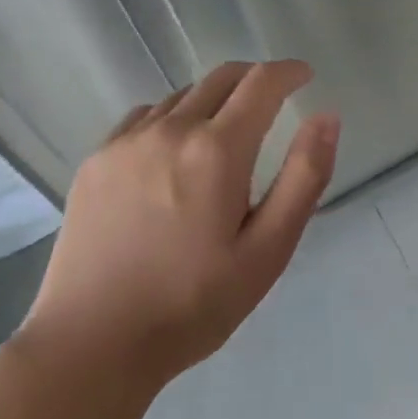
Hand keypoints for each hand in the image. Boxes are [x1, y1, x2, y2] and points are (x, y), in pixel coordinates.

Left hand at [17, 61, 339, 388]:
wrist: (89, 347)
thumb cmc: (192, 304)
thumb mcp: (267, 250)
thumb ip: (304, 177)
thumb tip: (327, 117)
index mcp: (217, 150)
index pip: (262, 83)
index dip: (289, 71)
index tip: (305, 76)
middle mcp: (170, 130)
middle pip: (221, 78)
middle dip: (255, 78)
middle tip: (273, 99)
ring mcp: (126, 142)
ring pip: (182, 95)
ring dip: (214, 99)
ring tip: (225, 130)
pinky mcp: (95, 161)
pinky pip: (144, 116)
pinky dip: (172, 117)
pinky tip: (173, 151)